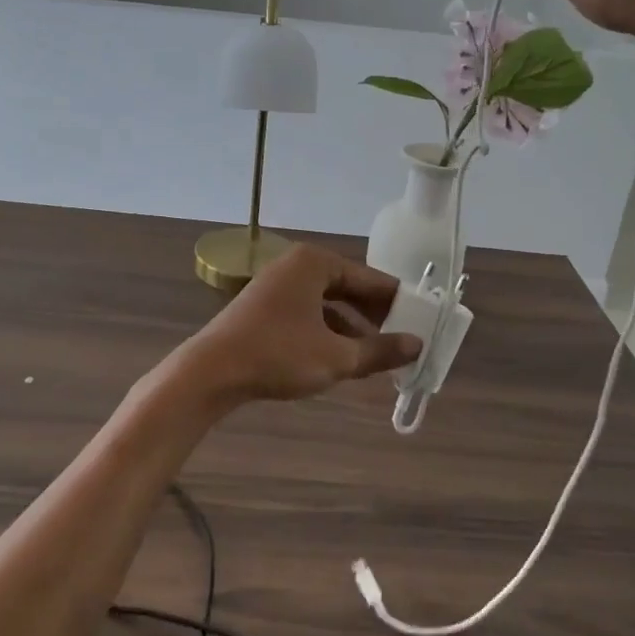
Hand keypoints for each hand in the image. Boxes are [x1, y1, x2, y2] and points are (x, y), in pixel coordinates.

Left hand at [168, 247, 421, 407]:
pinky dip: (328, 333)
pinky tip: (344, 358)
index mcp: (315, 263)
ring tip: (380, 354)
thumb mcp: (336, 356)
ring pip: (328, 304)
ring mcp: (277, 286)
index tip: (423, 321)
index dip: (398, 302)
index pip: (370, 279)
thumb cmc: (279, 355)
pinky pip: (308, 314)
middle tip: (404, 339)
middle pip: (348, 288)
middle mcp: (296, 266)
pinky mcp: (264, 308)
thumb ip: (380, 350)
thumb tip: (417, 346)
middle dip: (375, 316)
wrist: (211, 372)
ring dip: (353, 328)